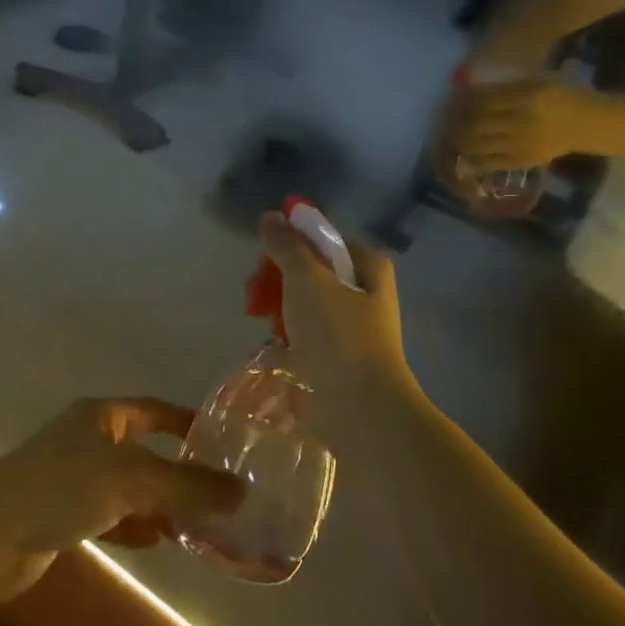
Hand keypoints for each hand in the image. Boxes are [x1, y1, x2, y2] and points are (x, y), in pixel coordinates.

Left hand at [0, 397, 245, 600]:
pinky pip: (109, 514)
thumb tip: (242, 493)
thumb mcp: (132, 479)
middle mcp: (87, 439)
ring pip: (128, 486)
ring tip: (196, 522)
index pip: (155, 410)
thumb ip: (186, 486)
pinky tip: (156, 540)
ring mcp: (72, 477)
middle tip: (217, 491)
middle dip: (178, 470)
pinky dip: (133, 525)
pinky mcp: (61, 513)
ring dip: (158, 502)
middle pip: (144, 450)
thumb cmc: (62, 487)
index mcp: (102, 416)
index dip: (188, 421)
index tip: (223, 440)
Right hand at [257, 213, 410, 402]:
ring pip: (308, 302)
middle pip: (312, 270)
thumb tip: (271, 216)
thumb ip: (286, 245)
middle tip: (255, 296)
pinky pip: (309, 332)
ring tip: (263, 324)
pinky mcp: (343, 356)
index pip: (322, 239)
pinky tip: (275, 345)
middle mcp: (367, 292)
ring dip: (281, 307)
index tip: (264, 261)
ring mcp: (356, 326)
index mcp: (368, 266)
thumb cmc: (337, 336)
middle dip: (279, 278)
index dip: (290, 244)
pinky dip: (291, 334)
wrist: (362, 409)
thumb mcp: (307, 279)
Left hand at [447, 76, 613, 171]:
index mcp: (527, 96)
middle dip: (453, 120)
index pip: (482, 99)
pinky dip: (470, 159)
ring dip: (457, 139)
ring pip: (475, 143)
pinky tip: (463, 153)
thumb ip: (504, 87)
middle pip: (473, 122)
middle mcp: (522, 121)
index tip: (452, 99)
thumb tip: (467, 91)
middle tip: (446, 118)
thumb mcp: (537, 82)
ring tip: (451, 134)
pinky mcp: (522, 161)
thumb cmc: (562, 98)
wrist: (590, 125)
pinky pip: (487, 163)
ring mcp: (521, 144)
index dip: (461, 100)